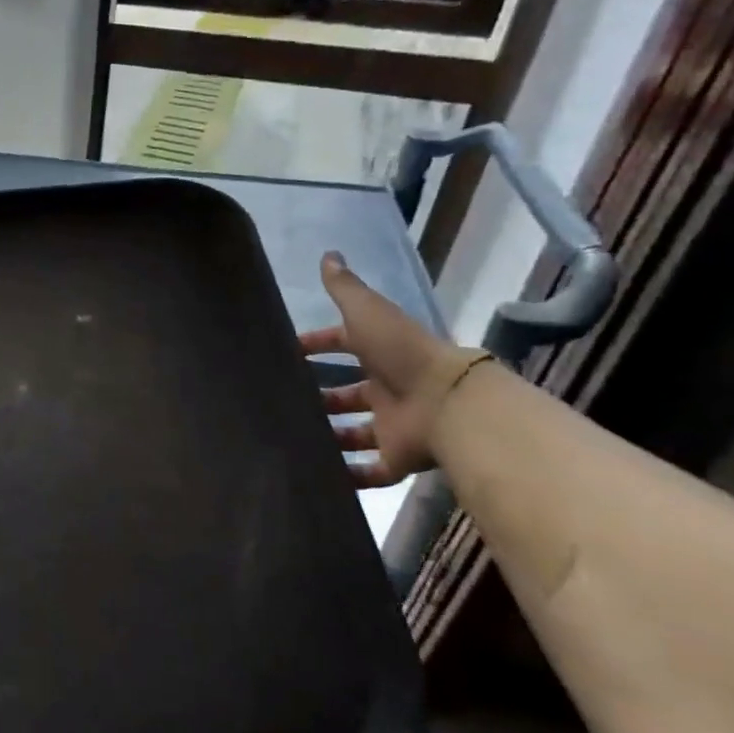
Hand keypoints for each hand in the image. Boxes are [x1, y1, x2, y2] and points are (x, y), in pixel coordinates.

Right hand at [300, 253, 489, 487]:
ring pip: (357, 432)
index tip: (289, 351)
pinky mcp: (398, 458)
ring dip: (330, 436)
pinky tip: (321, 477)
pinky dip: (350, 476)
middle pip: (350, 394)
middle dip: (322, 397)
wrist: (447, 402)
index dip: (319, 345)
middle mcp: (388, 389)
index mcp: (381, 353)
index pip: (345, 345)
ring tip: (294, 438)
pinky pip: (371, 470)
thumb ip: (345, 288)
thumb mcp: (367, 312)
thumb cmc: (401, 352)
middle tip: (286, 401)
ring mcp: (394, 425)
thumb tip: (328, 254)